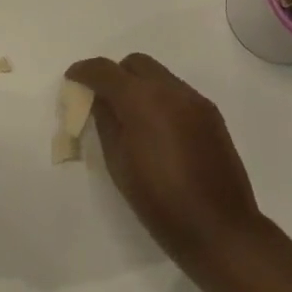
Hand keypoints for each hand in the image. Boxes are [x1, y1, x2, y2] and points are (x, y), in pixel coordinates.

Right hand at [65, 53, 263, 276]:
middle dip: (115, 74)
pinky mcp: (212, 115)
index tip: (73, 80)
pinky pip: (178, 92)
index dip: (84, 71)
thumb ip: (106, 122)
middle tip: (103, 100)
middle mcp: (171, 90)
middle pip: (135, 63)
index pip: (105, 70)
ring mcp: (196, 101)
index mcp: (142, 100)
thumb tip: (100, 101)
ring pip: (160, 75)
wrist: (219, 228)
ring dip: (139, 86)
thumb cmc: (158, 201)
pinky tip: (157, 129)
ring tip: (130, 117)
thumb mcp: (118, 163)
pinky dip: (160, 99)